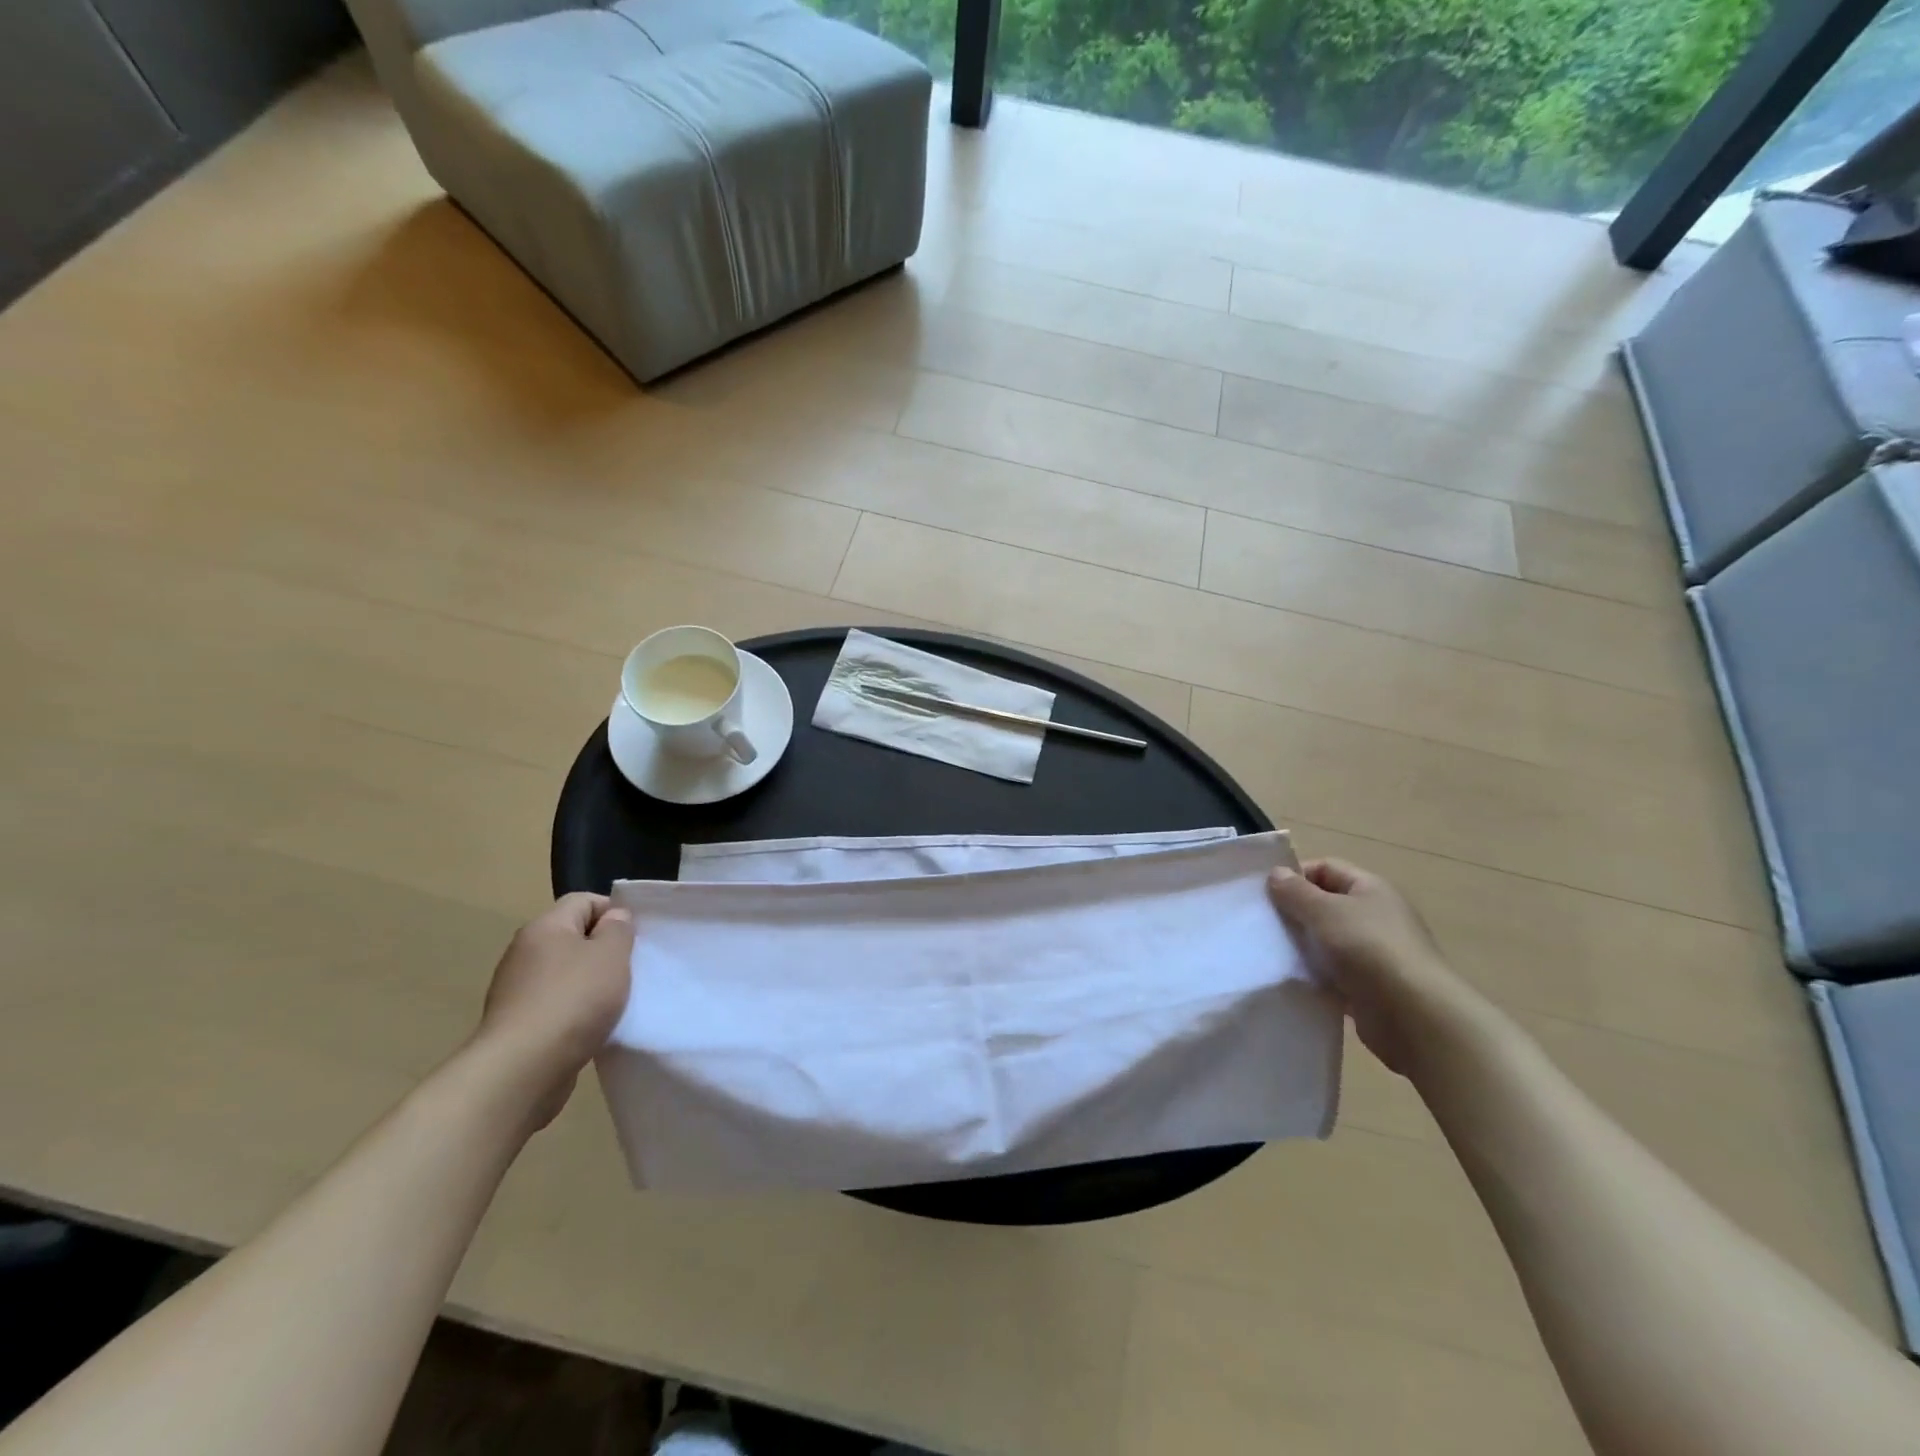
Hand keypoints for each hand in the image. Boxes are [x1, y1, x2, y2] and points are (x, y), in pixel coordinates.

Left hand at [474, 893, 633, 1129]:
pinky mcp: (516, 1023)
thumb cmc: (573, 1000)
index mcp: (545, 927)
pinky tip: (590, 1027)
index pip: (583, 900)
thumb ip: (618, 930)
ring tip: (614, 1002)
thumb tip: (612, 918)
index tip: (634, 938)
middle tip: (629, 969)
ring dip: (590, 983)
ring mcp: (516, 990)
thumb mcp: (612, 955)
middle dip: (603, 950)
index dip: (613, 912)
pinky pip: (554, 1004)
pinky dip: (574, 1011)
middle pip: (572, 937)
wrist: (521, 1070)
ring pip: (564, 973)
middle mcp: (524, 952)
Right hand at [1267, 859, 1482, 1075]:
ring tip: (1273, 952)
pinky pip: (1334, 972)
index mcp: (1370, 889)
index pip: (1326, 868)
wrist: (1413, 1015)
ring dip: (1303, 945)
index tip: (1266, 894)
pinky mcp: (1369, 985)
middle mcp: (1375, 916)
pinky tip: (1294, 978)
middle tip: (1264, 923)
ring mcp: (1374, 952)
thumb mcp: (1325, 911)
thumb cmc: (1368, 948)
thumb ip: (1296, 892)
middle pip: (1326, 904)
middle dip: (1295, 912)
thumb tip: (1276, 873)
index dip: (1296, 875)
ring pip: (1327, 940)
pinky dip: (1315, 973)